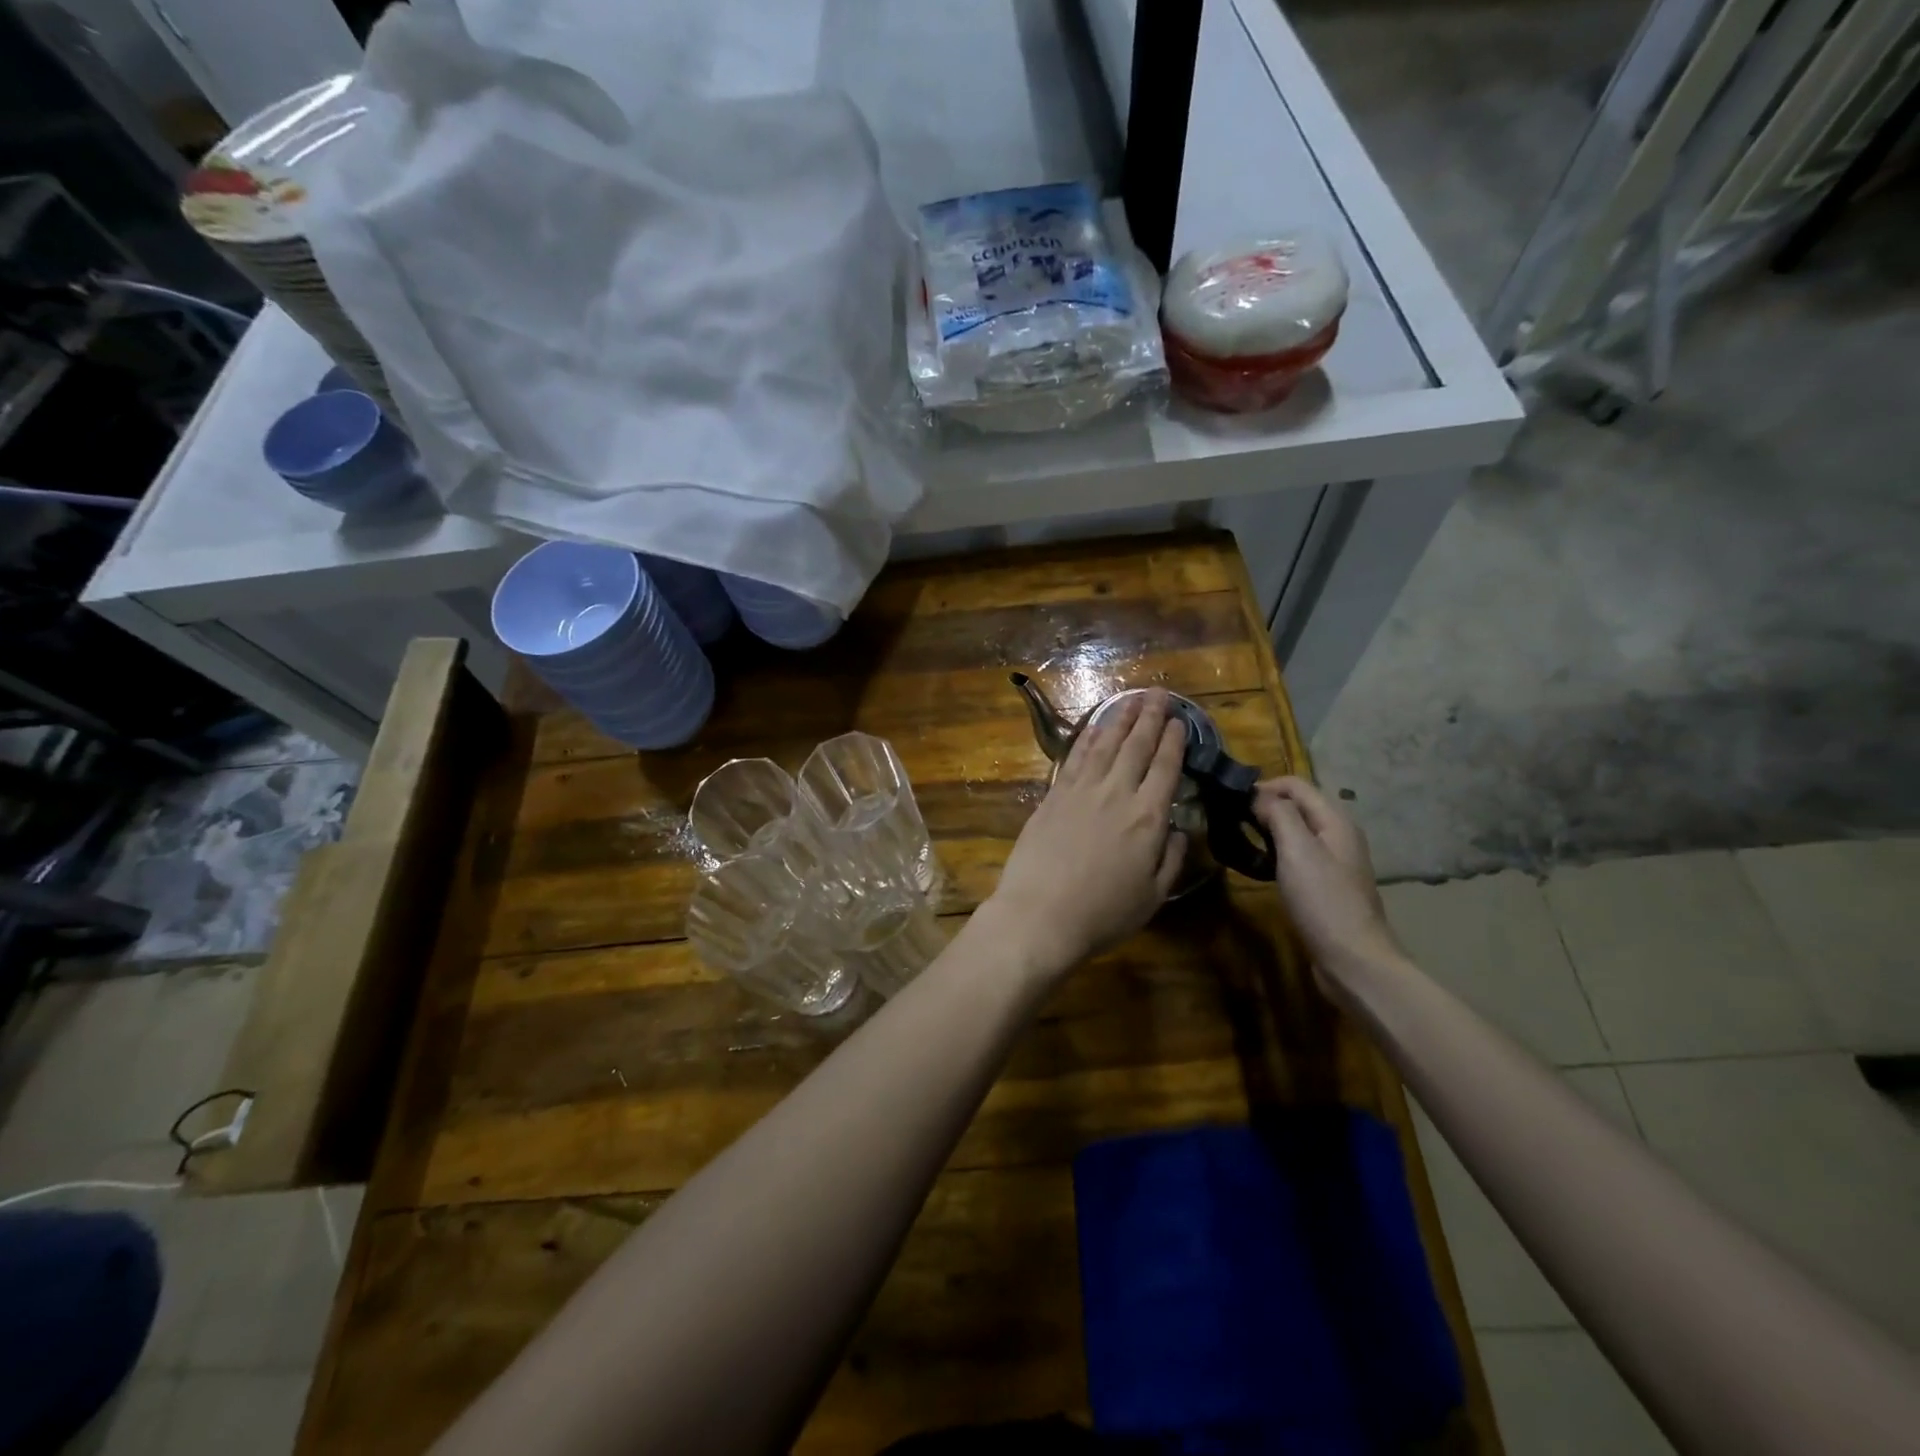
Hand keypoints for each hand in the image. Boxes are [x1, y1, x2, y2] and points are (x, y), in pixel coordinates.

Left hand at [985, 690, 1188, 977]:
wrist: (1040, 914)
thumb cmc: (1103, 913)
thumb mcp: (1153, 895)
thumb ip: (1172, 858)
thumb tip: (1180, 829)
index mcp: (1148, 817)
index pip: (1166, 768)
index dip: (1174, 741)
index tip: (1180, 720)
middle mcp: (1117, 793)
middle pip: (1137, 746)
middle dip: (1150, 717)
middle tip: (1159, 694)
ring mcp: (1081, 790)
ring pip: (1105, 744)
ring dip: (1120, 719)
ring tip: (1132, 699)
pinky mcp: (1053, 795)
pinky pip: (1074, 757)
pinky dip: (1087, 738)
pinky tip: (1095, 726)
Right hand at [1253, 776, 1401, 982]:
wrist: (1353, 959)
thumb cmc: (1323, 900)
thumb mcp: (1297, 850)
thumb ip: (1278, 814)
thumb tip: (1258, 795)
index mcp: (1336, 821)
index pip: (1296, 784)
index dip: (1264, 786)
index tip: (1232, 801)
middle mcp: (1339, 835)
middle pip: (1299, 805)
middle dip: (1266, 805)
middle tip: (1233, 819)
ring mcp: (1335, 861)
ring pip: (1298, 830)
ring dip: (1271, 828)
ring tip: (1243, 838)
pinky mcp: (1327, 884)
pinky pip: (1300, 854)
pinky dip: (1279, 850)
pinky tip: (1263, 864)